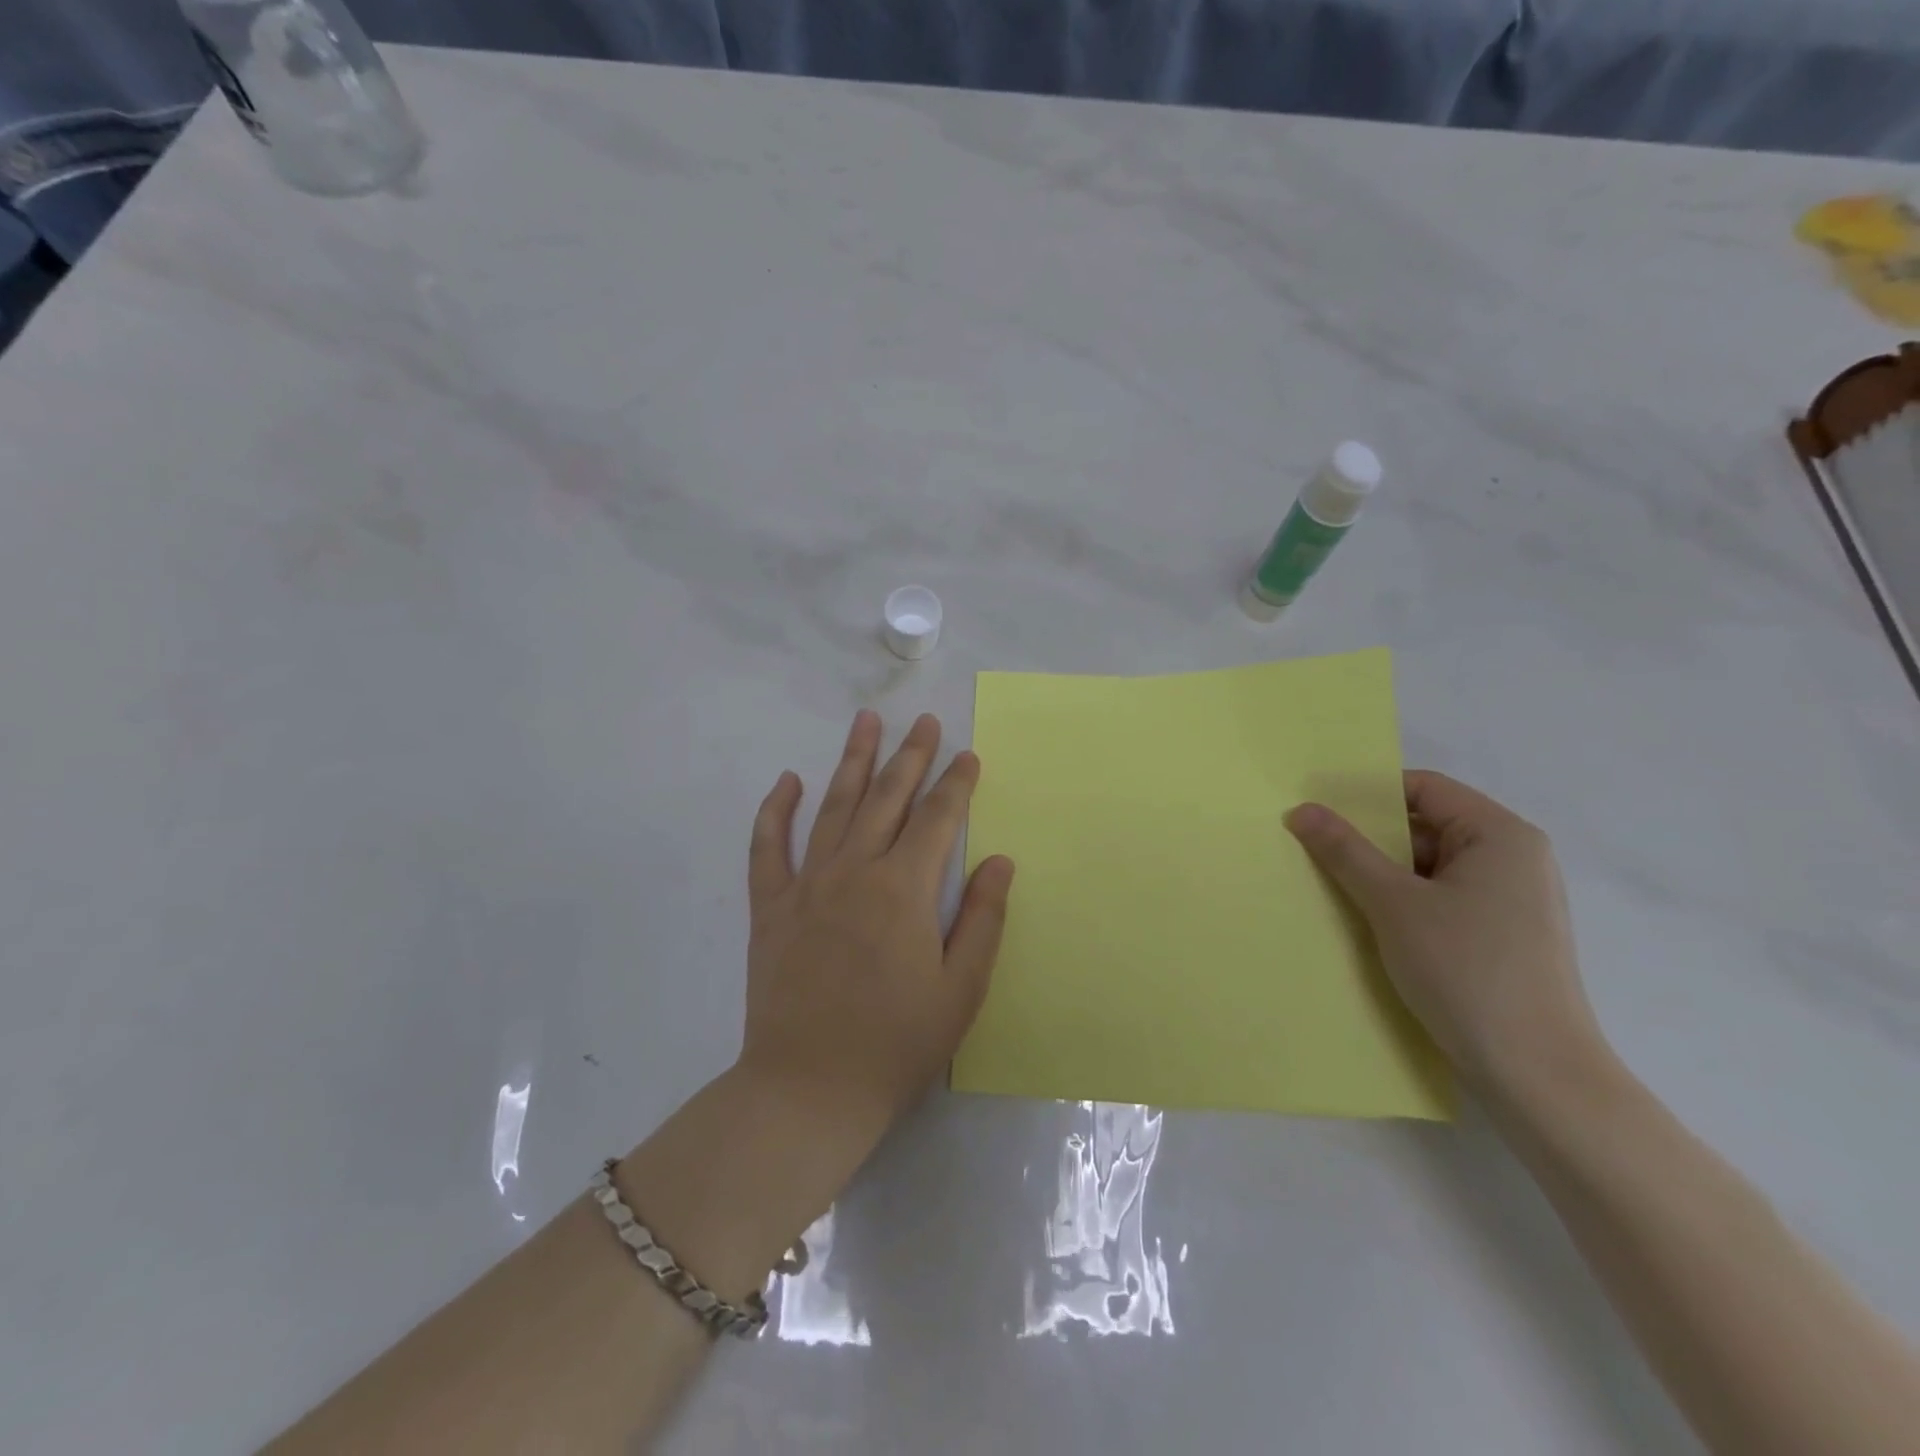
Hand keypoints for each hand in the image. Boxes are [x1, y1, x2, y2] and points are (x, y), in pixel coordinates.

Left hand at [740, 709, 1016, 1139]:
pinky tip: (787, 781)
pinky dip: (776, 811)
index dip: (956, 783)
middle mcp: (855, 871)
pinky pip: (769, 847)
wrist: (809, 1090)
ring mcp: (807, 885)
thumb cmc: (896, 1044)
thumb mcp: (961, 989)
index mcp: (904, 889)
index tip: (968, 755)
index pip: (937, 819)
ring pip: (833, 807)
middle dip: (910, 756)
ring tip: (865, 722)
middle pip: (887, 798)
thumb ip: (983, 919)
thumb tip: (1000, 861)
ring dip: (852, 761)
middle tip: (924, 721)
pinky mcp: (771, 907)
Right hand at [1286, 770, 1606, 1100]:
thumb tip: (1301, 810)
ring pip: (1432, 866)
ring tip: (1331, 883)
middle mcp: (1514, 858)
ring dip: (1383, 872)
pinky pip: (1443, 899)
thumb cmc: (1466, 970)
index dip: (1369, 793)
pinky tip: (1367, 918)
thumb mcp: (1392, 903)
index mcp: (1501, 835)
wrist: (1535, 1073)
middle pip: (1428, 826)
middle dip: (1371, 837)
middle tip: (1314, 845)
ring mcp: (1512, 900)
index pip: (1425, 788)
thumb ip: (1345, 850)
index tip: (1319, 808)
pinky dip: (1404, 901)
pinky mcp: (1503, 936)